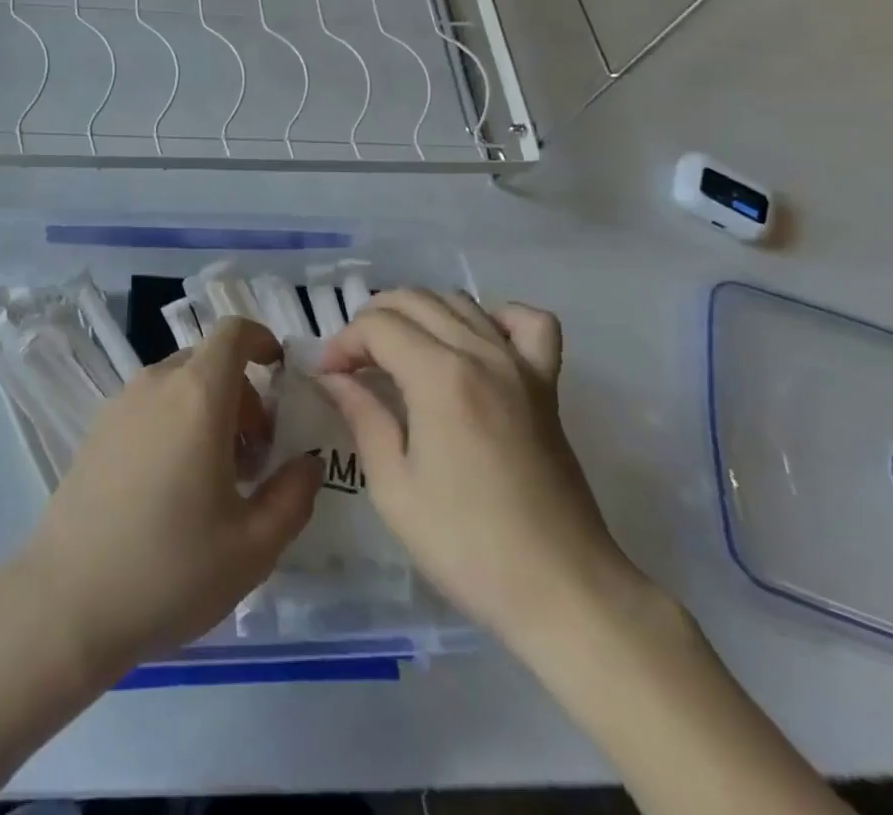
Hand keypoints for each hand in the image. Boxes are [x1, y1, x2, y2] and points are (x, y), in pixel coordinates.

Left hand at [14, 316, 320, 677]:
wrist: (66, 603)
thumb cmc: (170, 569)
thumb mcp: (253, 546)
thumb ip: (293, 495)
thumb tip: (307, 463)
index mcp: (198, 395)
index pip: (233, 332)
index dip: (262, 340)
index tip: (281, 376)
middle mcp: (156, 384)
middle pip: (209, 362)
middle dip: (243, 394)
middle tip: (255, 457)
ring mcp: (120, 404)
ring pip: (178, 384)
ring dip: (208, 411)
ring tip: (216, 479)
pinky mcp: (96, 430)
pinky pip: (149, 405)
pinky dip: (175, 422)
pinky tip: (172, 487)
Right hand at [318, 289, 643, 658]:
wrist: (563, 592)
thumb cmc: (467, 545)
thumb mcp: (394, 487)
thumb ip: (362, 416)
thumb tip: (332, 378)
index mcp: (440, 376)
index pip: (377, 326)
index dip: (343, 344)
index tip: (329, 378)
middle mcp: (481, 353)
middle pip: (413, 301)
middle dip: (372, 322)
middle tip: (355, 366)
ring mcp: (520, 364)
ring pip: (459, 301)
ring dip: (419, 315)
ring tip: (400, 354)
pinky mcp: (547, 384)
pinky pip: (528, 322)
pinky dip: (495, 317)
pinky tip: (475, 343)